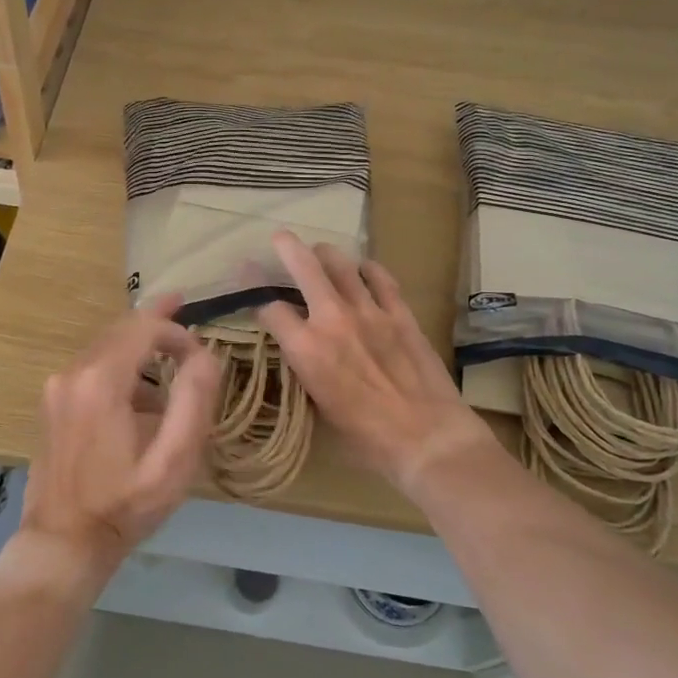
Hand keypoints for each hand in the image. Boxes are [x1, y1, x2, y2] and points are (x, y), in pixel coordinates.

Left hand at [16, 294, 221, 581]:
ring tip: (170, 357)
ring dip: (138, 346)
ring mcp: (57, 387)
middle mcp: (73, 372)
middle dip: (155, 322)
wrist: (63, 542)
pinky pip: (91, 366)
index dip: (176, 330)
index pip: (143, 327)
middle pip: (120, 329)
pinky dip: (119, 365)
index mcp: (101, 381)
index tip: (200, 353)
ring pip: (104, 345)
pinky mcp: (52, 402)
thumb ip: (194, 401)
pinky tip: (139, 395)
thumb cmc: (124, 505)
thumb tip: (205, 355)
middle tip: (184, 307)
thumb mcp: (173, 461)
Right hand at [257, 232, 491, 493]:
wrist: (426, 438)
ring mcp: (370, 312)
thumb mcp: (318, 409)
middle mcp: (332, 320)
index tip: (251, 293)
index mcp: (306, 349)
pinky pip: (381, 279)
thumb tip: (300, 355)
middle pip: (304, 266)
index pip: (270, 309)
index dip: (255, 298)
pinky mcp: (401, 314)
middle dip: (286, 248)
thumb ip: (305, 373)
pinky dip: (368, 269)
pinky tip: (364, 270)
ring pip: (342, 264)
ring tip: (320, 252)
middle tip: (280, 238)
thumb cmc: (366, 439)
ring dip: (326, 254)